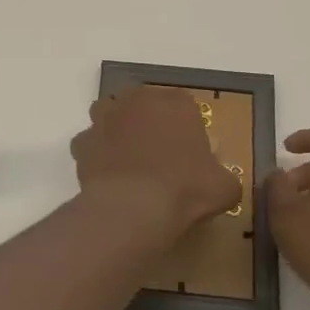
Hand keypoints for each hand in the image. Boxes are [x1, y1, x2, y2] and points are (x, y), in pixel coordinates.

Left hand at [72, 85, 242, 232]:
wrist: (134, 208)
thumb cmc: (185, 190)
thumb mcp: (224, 189)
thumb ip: (225, 179)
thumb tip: (223, 183)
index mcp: (177, 104)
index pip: (183, 102)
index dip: (184, 123)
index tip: (187, 147)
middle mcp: (139, 101)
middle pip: (142, 101)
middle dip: (147, 118)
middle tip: (155, 148)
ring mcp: (107, 118)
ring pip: (108, 110)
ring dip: (115, 125)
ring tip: (125, 152)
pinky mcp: (83, 141)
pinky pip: (88, 141)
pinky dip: (95, 152)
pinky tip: (104, 171)